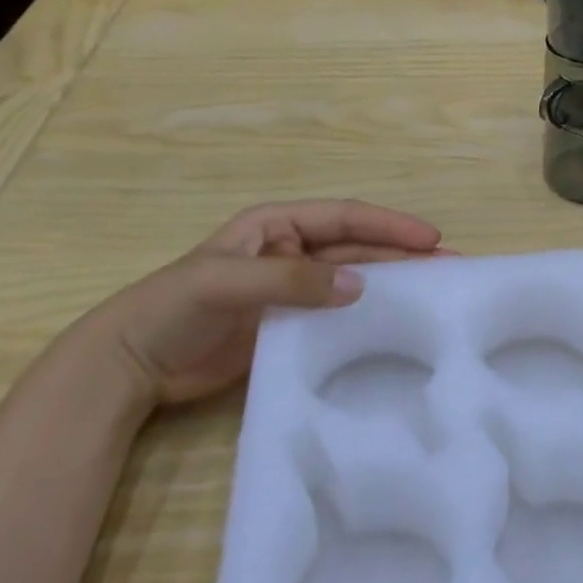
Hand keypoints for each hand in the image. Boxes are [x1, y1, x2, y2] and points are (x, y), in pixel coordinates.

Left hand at [61, 200, 446, 408]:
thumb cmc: (172, 307)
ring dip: (393, 283)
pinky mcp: (290, 326)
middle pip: (357, 248)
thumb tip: (359, 287)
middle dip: (403, 254)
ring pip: (353, 281)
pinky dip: (367, 317)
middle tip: (450, 267)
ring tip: (437, 293)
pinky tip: (395, 326)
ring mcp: (292, 291)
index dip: (389, 226)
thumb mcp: (227, 283)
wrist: (131, 364)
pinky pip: (337, 316)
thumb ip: (290, 281)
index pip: (344, 218)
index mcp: (277, 226)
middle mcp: (291, 252)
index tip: (431, 239)